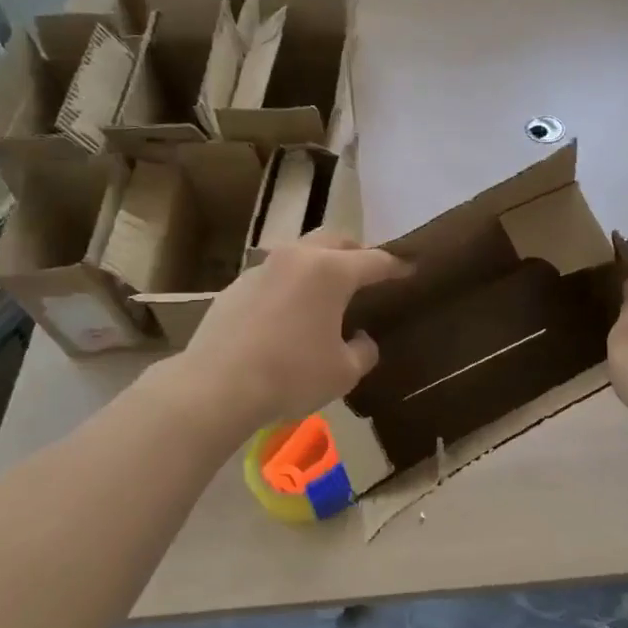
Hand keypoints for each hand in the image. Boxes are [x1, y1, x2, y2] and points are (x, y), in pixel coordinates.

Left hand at [149, 232, 410, 432]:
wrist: (216, 387)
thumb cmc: (292, 375)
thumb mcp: (344, 372)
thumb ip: (363, 350)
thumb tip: (360, 339)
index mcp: (331, 271)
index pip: (376, 261)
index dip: (397, 267)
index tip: (411, 270)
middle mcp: (297, 258)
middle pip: (336, 239)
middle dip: (357, 252)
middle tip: (369, 272)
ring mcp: (262, 269)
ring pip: (301, 253)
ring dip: (320, 264)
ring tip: (328, 291)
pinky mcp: (235, 287)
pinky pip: (275, 275)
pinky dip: (292, 284)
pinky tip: (290, 313)